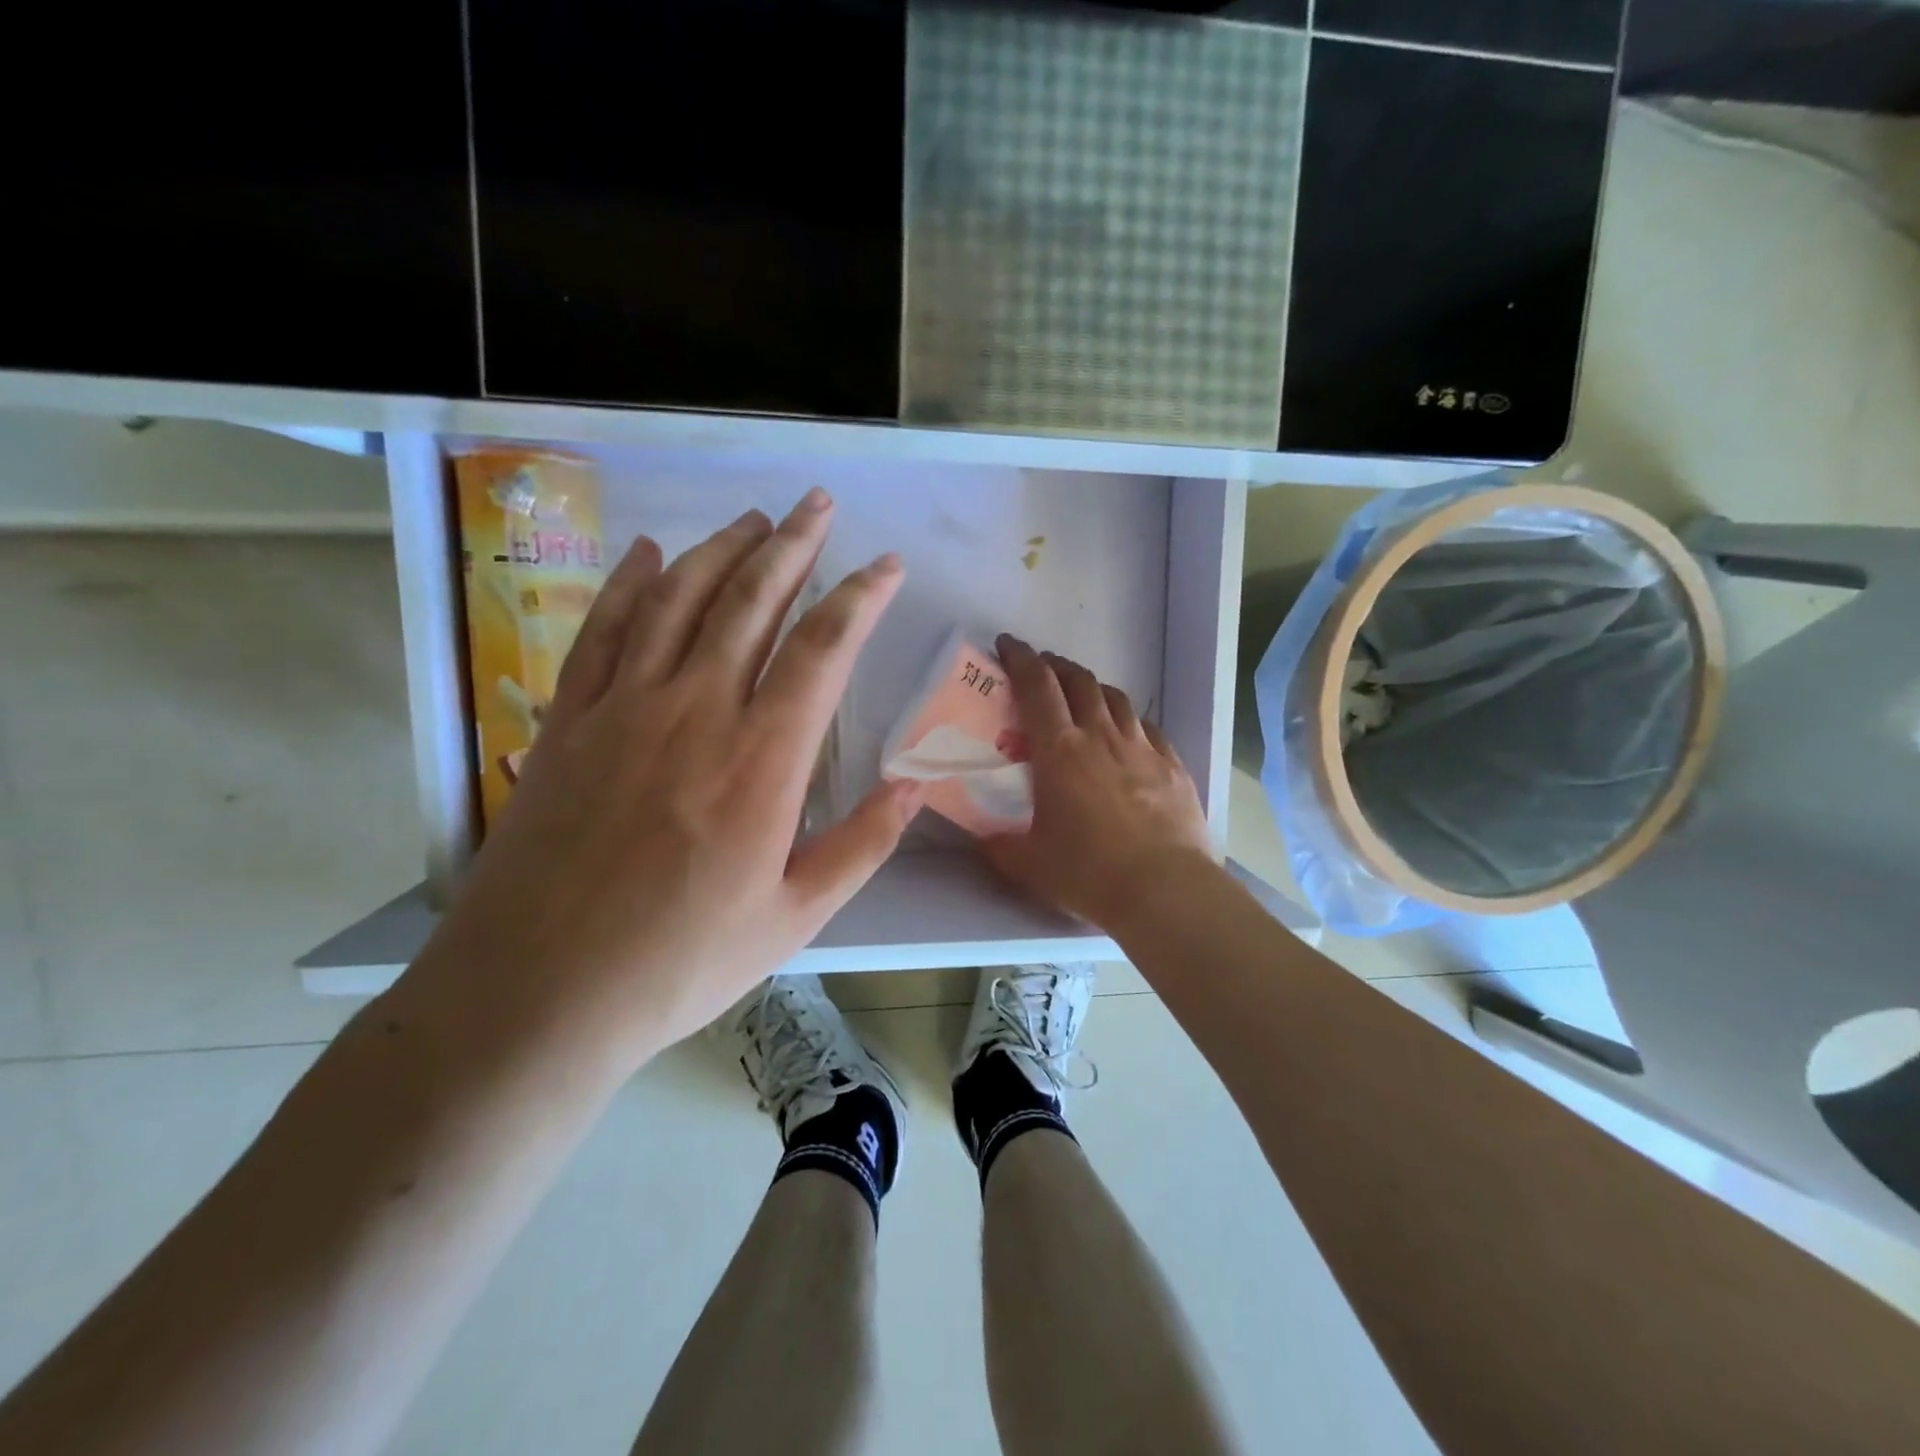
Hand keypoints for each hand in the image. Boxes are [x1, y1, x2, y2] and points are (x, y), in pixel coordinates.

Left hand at [411, 489, 921, 1073]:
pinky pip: (604, 631)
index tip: (886, 564)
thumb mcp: (794, 918)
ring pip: (680, 600)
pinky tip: (651, 555)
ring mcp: (624, 708)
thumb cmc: (679, 962)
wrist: (536, 993)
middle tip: (818, 503)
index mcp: (763, 759)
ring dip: (722, 550)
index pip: (823, 648)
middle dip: (793, 543)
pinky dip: (631, 584)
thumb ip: (861, 846)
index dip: (860, 597)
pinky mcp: (570, 721)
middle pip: (752, 601)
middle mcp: (696, 710)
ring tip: (753, 517)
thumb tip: (914, 789)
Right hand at [981, 635, 1214, 931]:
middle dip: (1056, 666)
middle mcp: (1101, 737)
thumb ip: (999, 846)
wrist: (1165, 890)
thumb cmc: (1088, 872)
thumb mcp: (1029, 864)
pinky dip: (1130, 721)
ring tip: (1083, 695)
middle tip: (1042, 669)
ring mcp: (1142, 748)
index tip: (1008, 645)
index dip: (1020, 659)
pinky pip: (1148, 728)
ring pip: (1116, 699)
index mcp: (1060, 751)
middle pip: (1079, 682)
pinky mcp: (1173, 766)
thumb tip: (983, 839)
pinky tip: (1128, 733)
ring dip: (1093, 687)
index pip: (1036, 687)